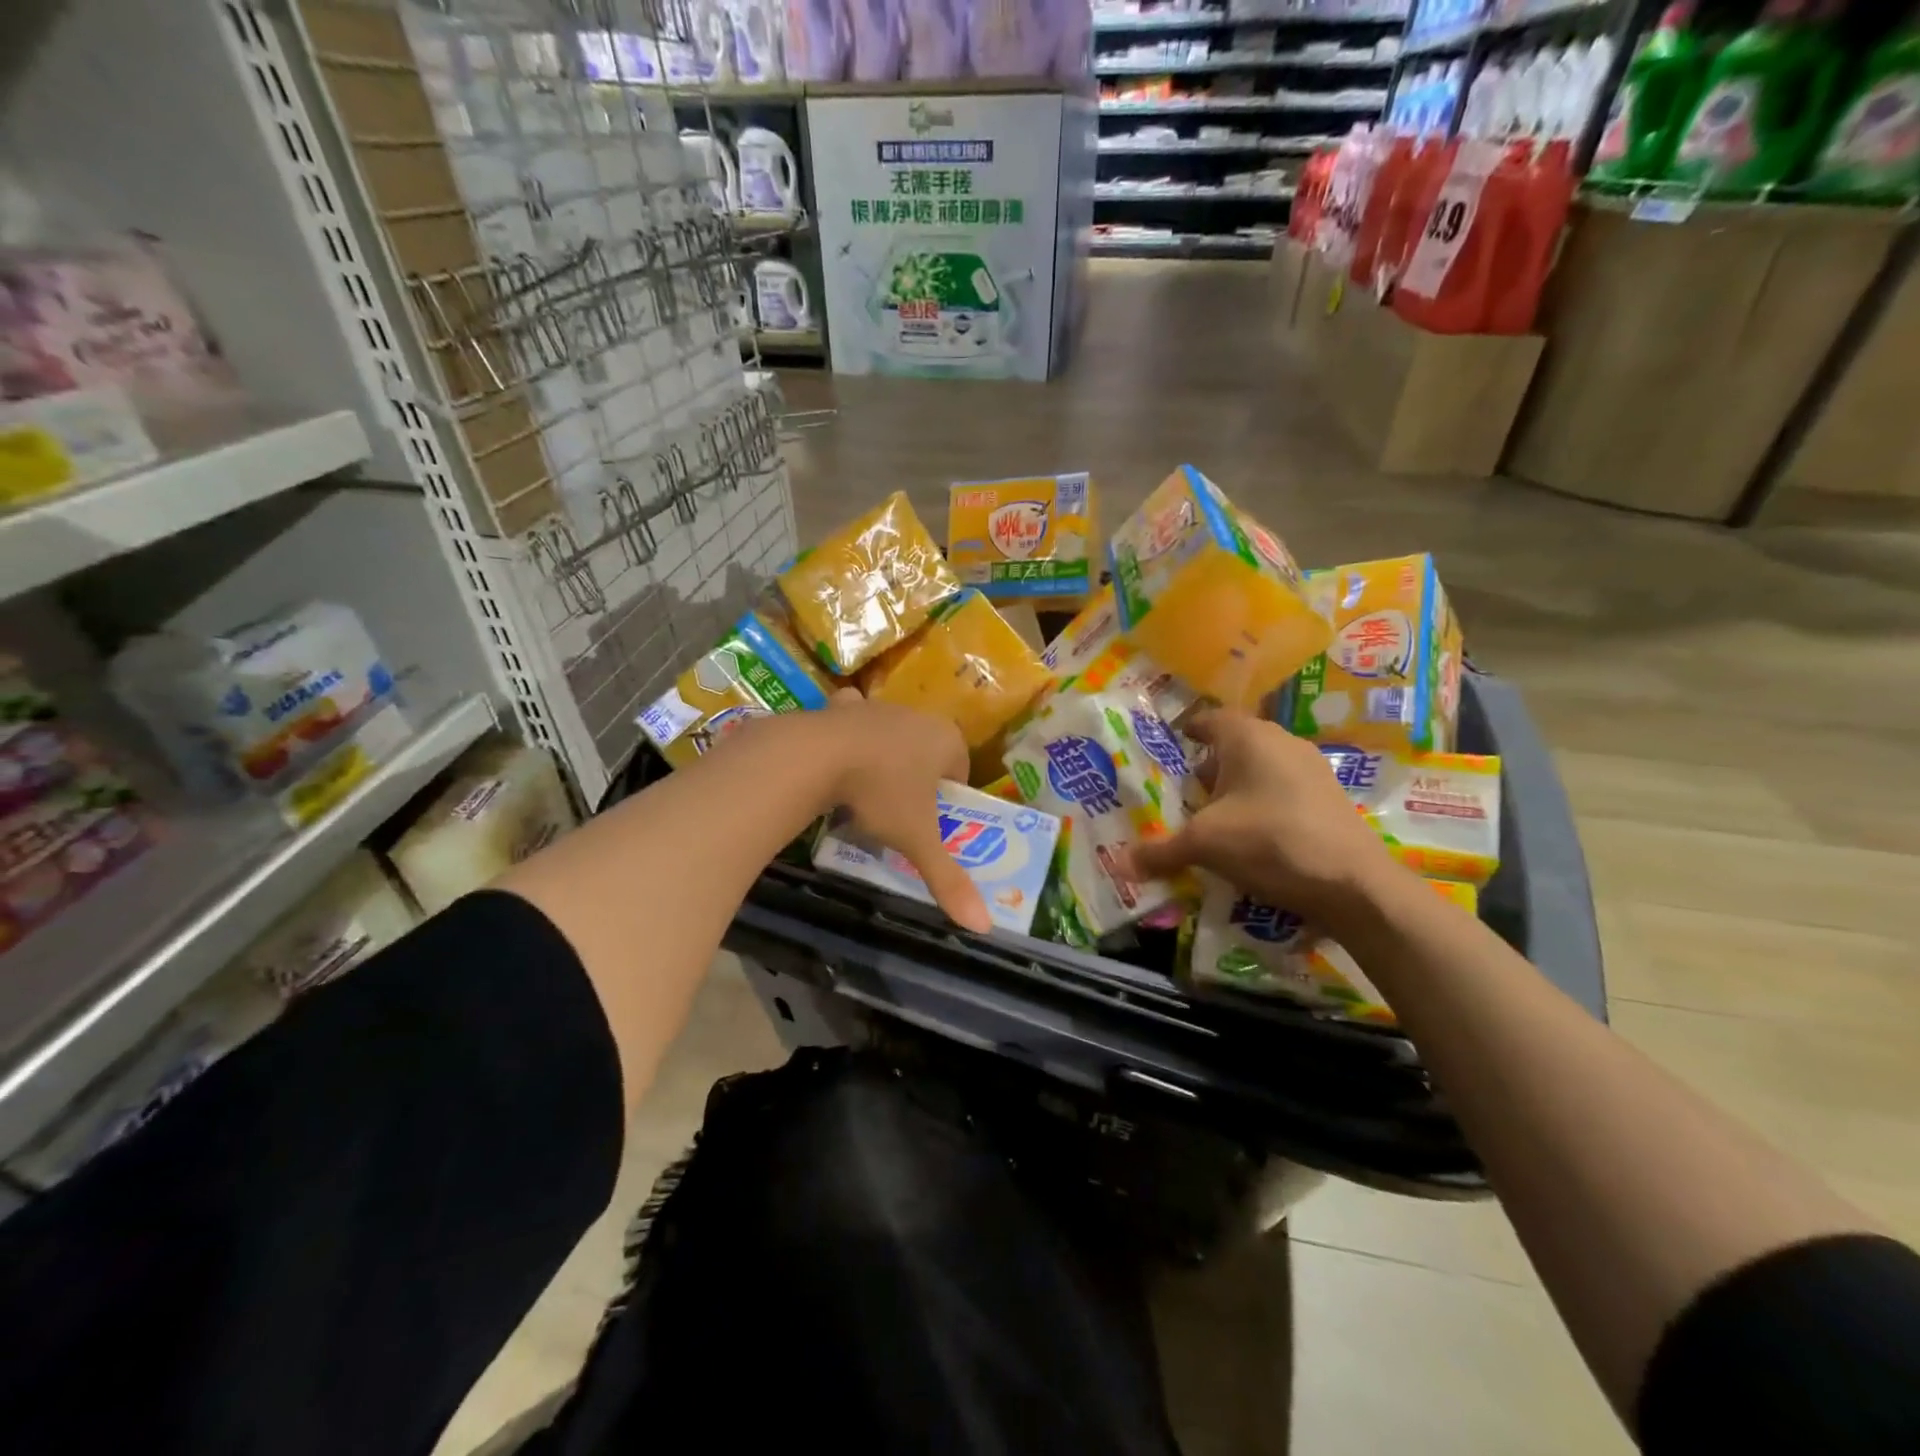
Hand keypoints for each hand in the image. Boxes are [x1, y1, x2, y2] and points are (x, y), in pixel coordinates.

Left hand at [813, 691, 993, 933]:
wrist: (818, 755)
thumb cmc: (882, 793)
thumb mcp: (917, 840)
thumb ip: (948, 880)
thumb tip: (983, 927)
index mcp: (947, 740)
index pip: (960, 770)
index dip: (947, 798)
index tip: (929, 824)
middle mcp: (918, 716)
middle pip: (926, 751)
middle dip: (917, 779)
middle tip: (898, 813)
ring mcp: (878, 708)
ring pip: (891, 735)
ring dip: (884, 757)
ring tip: (866, 791)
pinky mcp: (842, 707)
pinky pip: (852, 718)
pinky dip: (848, 734)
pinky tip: (836, 757)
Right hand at [1129, 708, 1397, 927]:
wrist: (1354, 885)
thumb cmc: (1270, 841)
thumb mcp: (1204, 845)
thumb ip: (1160, 850)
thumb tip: (1119, 865)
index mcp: (1249, 737)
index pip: (1208, 719)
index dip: (1185, 732)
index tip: (1165, 749)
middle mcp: (1281, 742)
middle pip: (1232, 747)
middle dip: (1205, 770)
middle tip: (1180, 796)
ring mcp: (1311, 770)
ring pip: (1259, 771)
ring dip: (1234, 791)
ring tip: (1210, 821)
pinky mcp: (1328, 799)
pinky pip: (1281, 793)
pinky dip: (1260, 807)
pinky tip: (1248, 839)